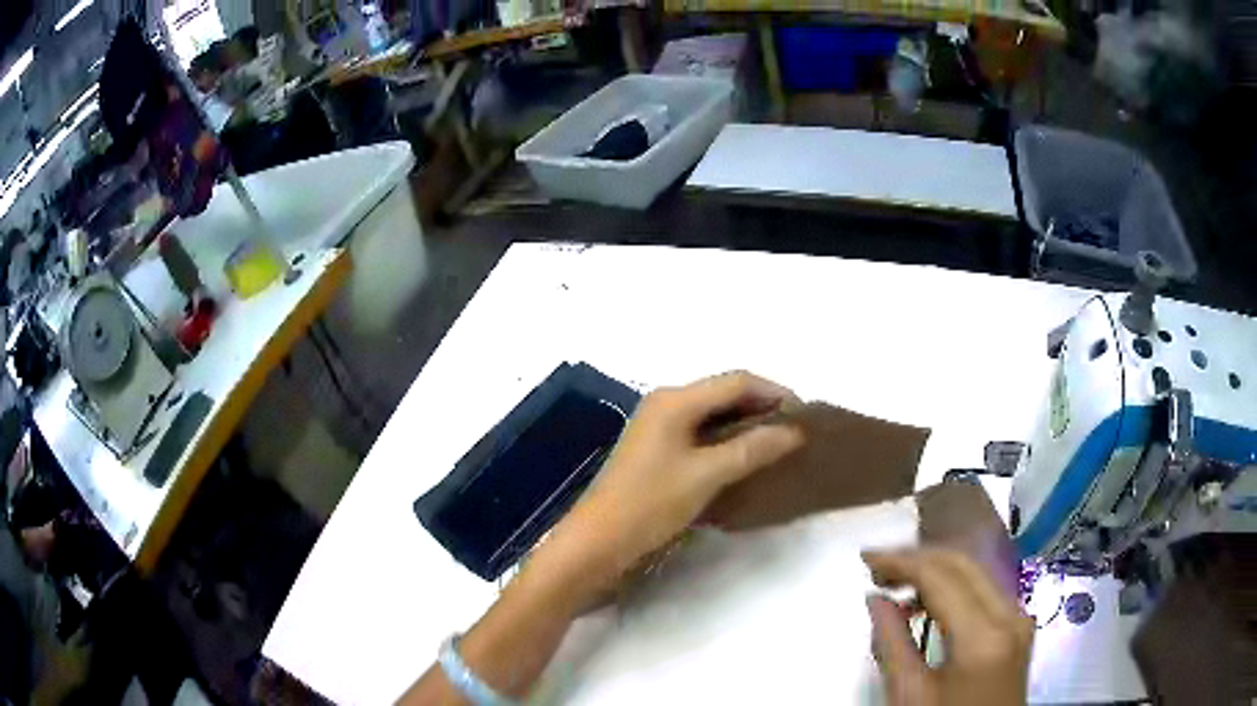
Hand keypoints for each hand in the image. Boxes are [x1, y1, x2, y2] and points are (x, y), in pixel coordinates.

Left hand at [558, 371, 803, 580]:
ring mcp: (658, 426)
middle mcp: (665, 403)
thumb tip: (794, 431)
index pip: (737, 381)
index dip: (774, 393)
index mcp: (675, 399)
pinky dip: (725, 440)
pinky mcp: (655, 449)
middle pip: (724, 393)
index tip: (806, 415)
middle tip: (795, 431)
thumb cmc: (650, 503)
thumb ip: (751, 449)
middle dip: (761, 407)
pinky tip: (744, 459)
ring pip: (712, 414)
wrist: (598, 541)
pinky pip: (699, 433)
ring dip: (745, 425)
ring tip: (777, 445)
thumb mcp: (706, 475)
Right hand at [863, 549, 1033, 705]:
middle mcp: (1010, 614)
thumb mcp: (909, 695)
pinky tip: (926, 601)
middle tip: (876, 567)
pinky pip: (985, 590)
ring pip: (976, 572)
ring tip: (895, 583)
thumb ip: (891, 644)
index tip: (866, 556)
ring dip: (935, 569)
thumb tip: (875, 598)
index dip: (901, 560)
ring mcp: (1019, 618)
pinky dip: (953, 587)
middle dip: (918, 558)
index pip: (941, 576)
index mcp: (983, 636)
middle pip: (963, 564)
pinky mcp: (1018, 625)